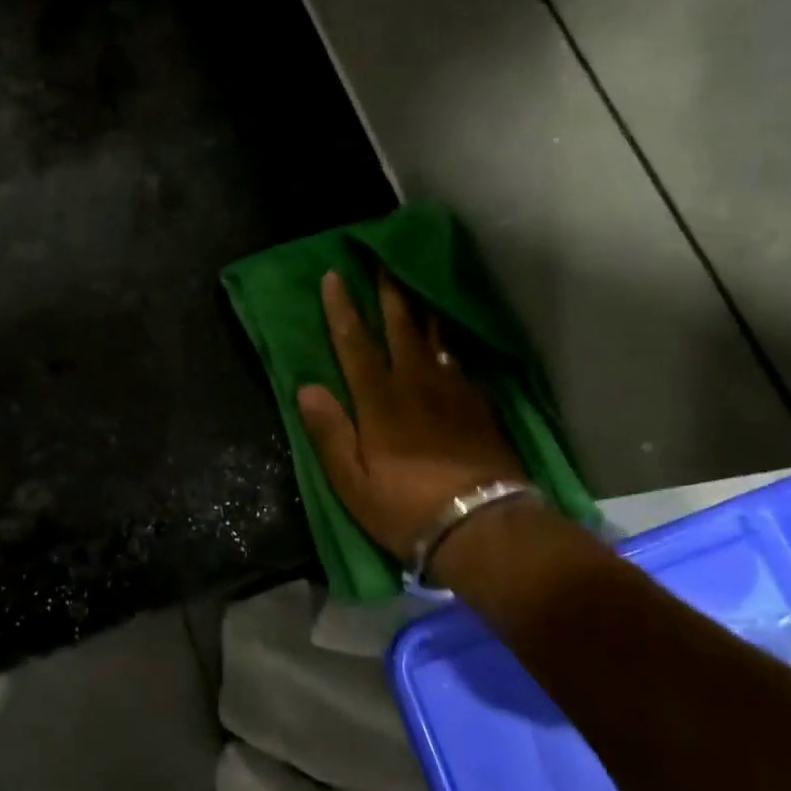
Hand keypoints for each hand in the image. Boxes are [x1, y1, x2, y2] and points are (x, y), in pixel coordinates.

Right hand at [297, 271, 526, 559]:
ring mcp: (452, 393)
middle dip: (389, 293)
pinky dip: (448, 346)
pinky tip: (448, 345)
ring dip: (422, 310)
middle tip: (384, 261)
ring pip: (434, 339)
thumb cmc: (406, 508)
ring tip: (417, 288)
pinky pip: (459, 364)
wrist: (484, 528)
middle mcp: (415, 385)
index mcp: (379, 401)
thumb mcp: (352, 481)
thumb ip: (329, 431)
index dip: (342, 309)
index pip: (354, 343)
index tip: (334, 276)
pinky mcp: (479, 407)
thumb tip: (306, 387)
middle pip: (400, 328)